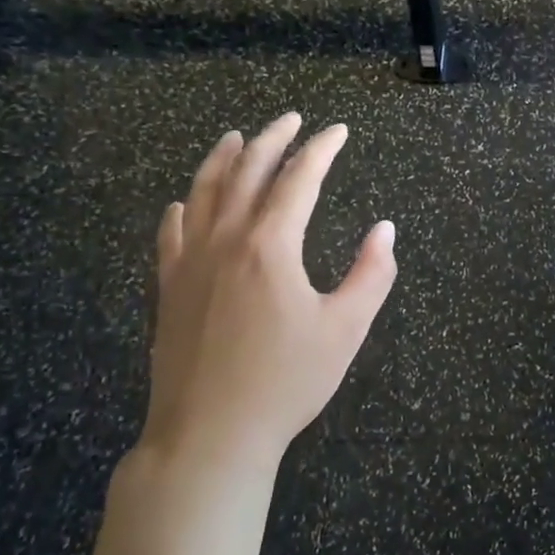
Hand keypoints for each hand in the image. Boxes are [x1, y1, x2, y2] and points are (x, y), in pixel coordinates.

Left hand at [143, 113, 396, 471]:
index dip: (321, 149)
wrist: (209, 435)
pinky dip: (182, 209)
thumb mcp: (345, 329)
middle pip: (247, 172)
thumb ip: (371, 274)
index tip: (338, 131)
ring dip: (222, 159)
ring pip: (203, 193)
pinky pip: (172, 234)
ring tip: (237, 138)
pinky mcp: (169, 289)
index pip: (299, 178)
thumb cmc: (286, 382)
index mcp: (271, 245)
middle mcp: (226, 240)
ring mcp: (190, 262)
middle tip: (291, 118)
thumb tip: (385, 230)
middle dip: (273, 139)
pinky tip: (184, 203)